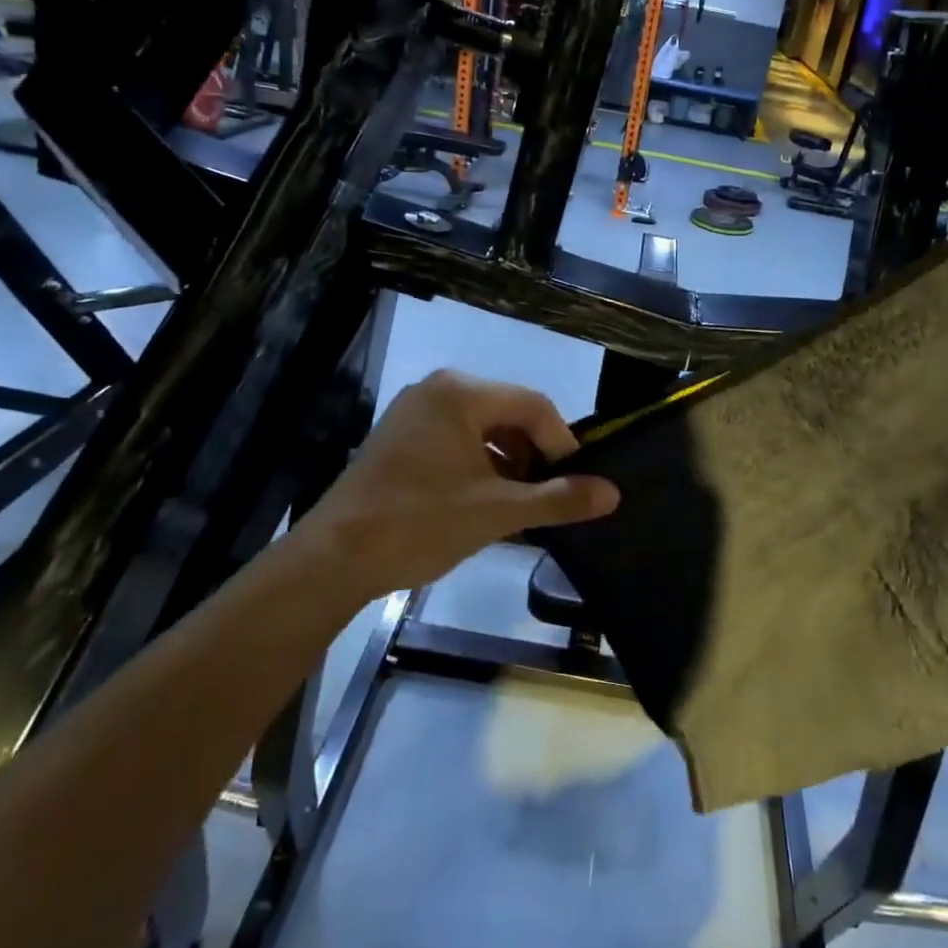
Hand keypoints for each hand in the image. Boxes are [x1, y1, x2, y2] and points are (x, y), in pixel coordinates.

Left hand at [290, 370, 619, 598]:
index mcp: (460, 393)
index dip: (562, 443)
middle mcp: (436, 390)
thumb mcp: (498, 512)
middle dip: (534, 454)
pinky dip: (479, 466)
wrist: (334, 557)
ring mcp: (413, 412)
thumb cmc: (420, 522)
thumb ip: (558, 498)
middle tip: (546, 496)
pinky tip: (484, 502)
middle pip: (508, 413)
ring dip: (508, 463)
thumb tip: (613, 493)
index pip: (534, 406)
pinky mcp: (399, 438)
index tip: (574, 483)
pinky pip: (455, 440)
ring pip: (482, 429)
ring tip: (519, 505)